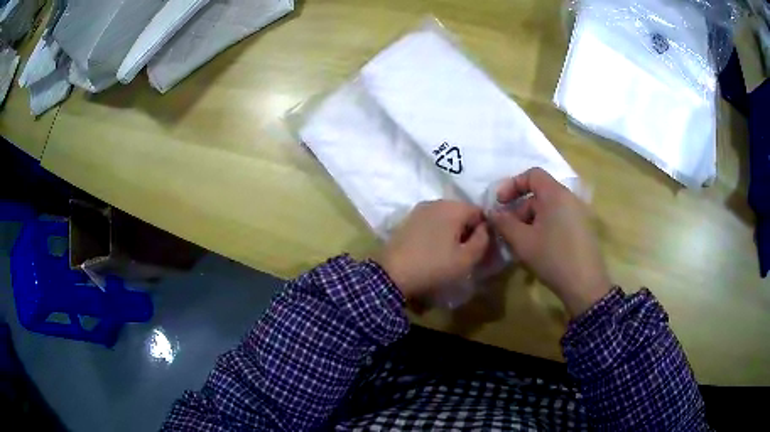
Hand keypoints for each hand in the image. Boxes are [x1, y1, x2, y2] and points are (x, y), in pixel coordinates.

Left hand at [378, 200, 489, 298]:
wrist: (392, 274)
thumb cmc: (434, 266)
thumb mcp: (466, 259)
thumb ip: (482, 240)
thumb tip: (485, 229)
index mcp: (453, 207)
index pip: (480, 212)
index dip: (484, 230)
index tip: (481, 249)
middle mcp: (436, 202)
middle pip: (462, 213)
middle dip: (467, 230)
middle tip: (466, 253)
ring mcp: (419, 210)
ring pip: (446, 217)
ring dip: (452, 232)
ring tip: (449, 254)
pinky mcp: (407, 220)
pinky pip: (431, 222)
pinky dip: (437, 233)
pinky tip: (433, 250)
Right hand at [490, 168, 610, 316]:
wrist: (585, 284)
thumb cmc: (552, 257)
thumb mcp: (522, 241)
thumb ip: (503, 222)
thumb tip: (492, 212)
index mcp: (555, 194)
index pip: (532, 174)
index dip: (512, 184)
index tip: (500, 203)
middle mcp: (569, 198)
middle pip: (539, 194)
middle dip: (519, 209)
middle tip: (507, 230)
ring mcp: (578, 214)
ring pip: (548, 209)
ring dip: (530, 221)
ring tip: (520, 243)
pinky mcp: (582, 229)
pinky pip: (558, 219)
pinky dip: (543, 227)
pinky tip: (536, 248)